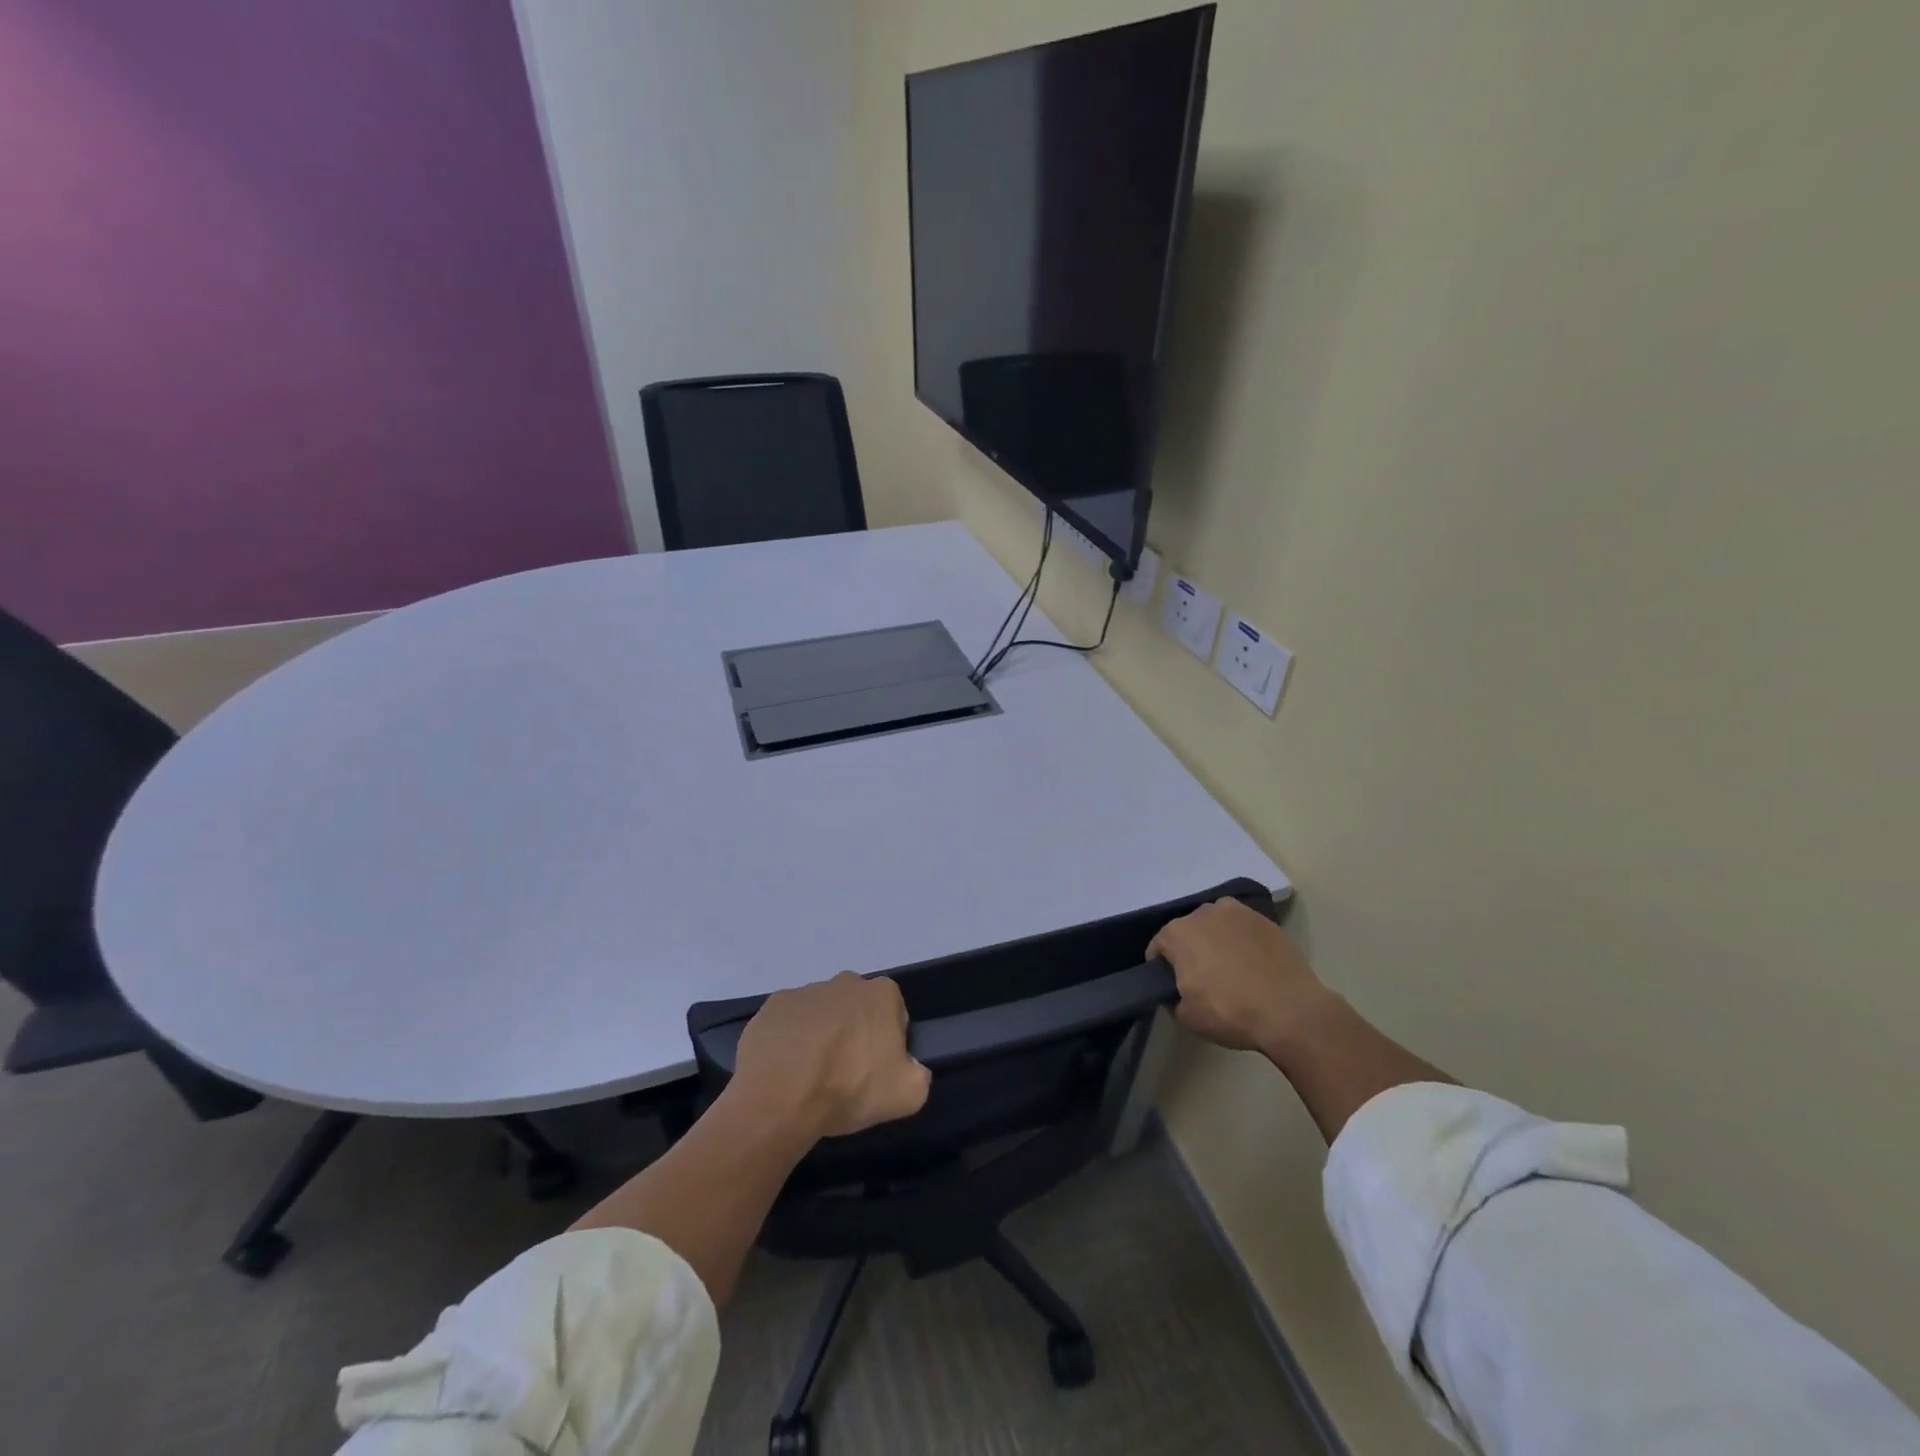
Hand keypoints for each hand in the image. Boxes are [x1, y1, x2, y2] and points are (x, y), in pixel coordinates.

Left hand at [732, 972, 931, 1139]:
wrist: (780, 1098)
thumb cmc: (849, 1088)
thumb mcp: (909, 1094)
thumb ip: (918, 1073)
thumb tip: (907, 1067)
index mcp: (881, 994)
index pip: (894, 1013)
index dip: (888, 1043)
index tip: (876, 1070)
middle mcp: (844, 982)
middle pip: (856, 1009)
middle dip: (853, 1033)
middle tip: (844, 1075)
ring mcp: (804, 991)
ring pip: (821, 1013)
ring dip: (820, 1036)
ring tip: (810, 1077)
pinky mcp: (772, 1006)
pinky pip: (788, 1023)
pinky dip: (789, 1041)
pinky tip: (786, 1070)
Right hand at [1147, 897, 1335, 1056]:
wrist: (1291, 1011)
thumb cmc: (1230, 1012)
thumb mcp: (1186, 1017)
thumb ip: (1172, 998)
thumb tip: (1178, 992)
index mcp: (1177, 933)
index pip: (1158, 949)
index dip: (1162, 970)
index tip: (1175, 987)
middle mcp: (1203, 912)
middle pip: (1188, 932)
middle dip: (1191, 951)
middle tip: (1204, 979)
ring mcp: (1237, 912)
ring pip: (1217, 926)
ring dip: (1217, 941)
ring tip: (1233, 969)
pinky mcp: (1265, 919)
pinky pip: (1244, 929)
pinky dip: (1243, 942)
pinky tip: (1255, 965)